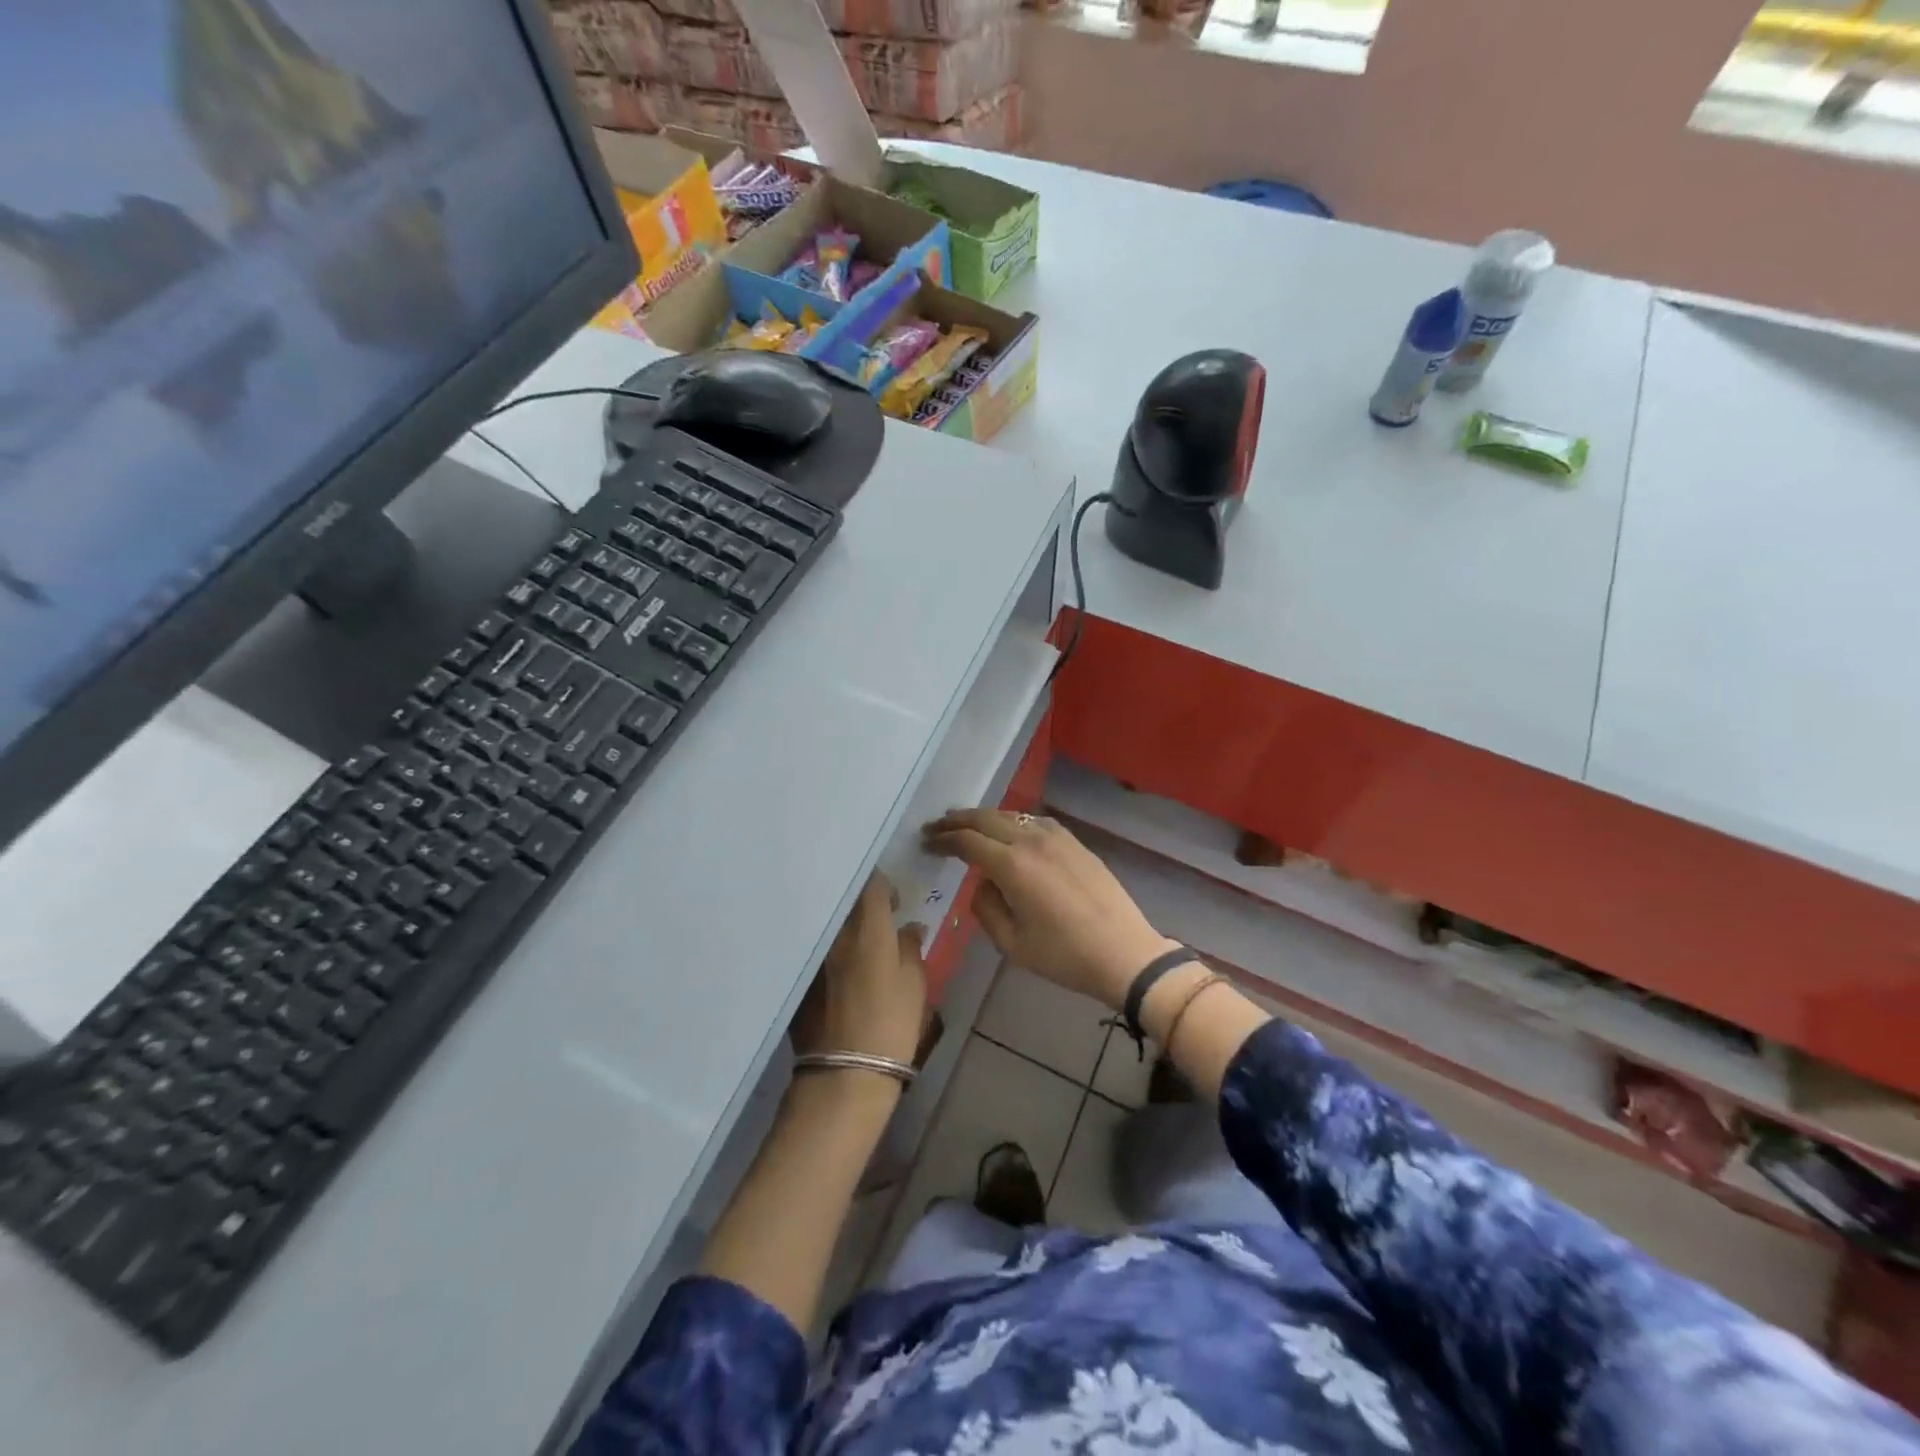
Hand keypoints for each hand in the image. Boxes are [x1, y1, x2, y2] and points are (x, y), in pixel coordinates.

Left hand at [791, 873, 928, 1065]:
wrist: (846, 1072)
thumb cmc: (891, 1023)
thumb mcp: (915, 983)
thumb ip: (911, 946)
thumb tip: (910, 927)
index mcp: (868, 927)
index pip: (873, 884)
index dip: (885, 887)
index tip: (895, 904)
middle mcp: (835, 932)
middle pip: (846, 901)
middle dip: (861, 904)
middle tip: (877, 921)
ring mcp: (814, 954)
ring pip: (829, 925)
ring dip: (843, 928)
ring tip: (858, 944)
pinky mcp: (800, 977)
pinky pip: (815, 949)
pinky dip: (828, 950)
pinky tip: (839, 968)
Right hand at [922, 809, 1176, 1009]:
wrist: (1124, 953)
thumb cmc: (1064, 956)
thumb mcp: (1011, 944)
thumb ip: (985, 908)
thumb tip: (981, 883)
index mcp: (1012, 865)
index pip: (967, 841)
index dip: (943, 839)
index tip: (926, 842)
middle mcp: (1031, 841)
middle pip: (985, 818)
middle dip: (957, 820)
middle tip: (936, 826)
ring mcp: (1056, 837)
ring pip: (1010, 815)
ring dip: (984, 817)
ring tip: (966, 824)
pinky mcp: (1074, 841)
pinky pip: (1034, 821)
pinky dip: (1012, 821)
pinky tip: (1007, 830)